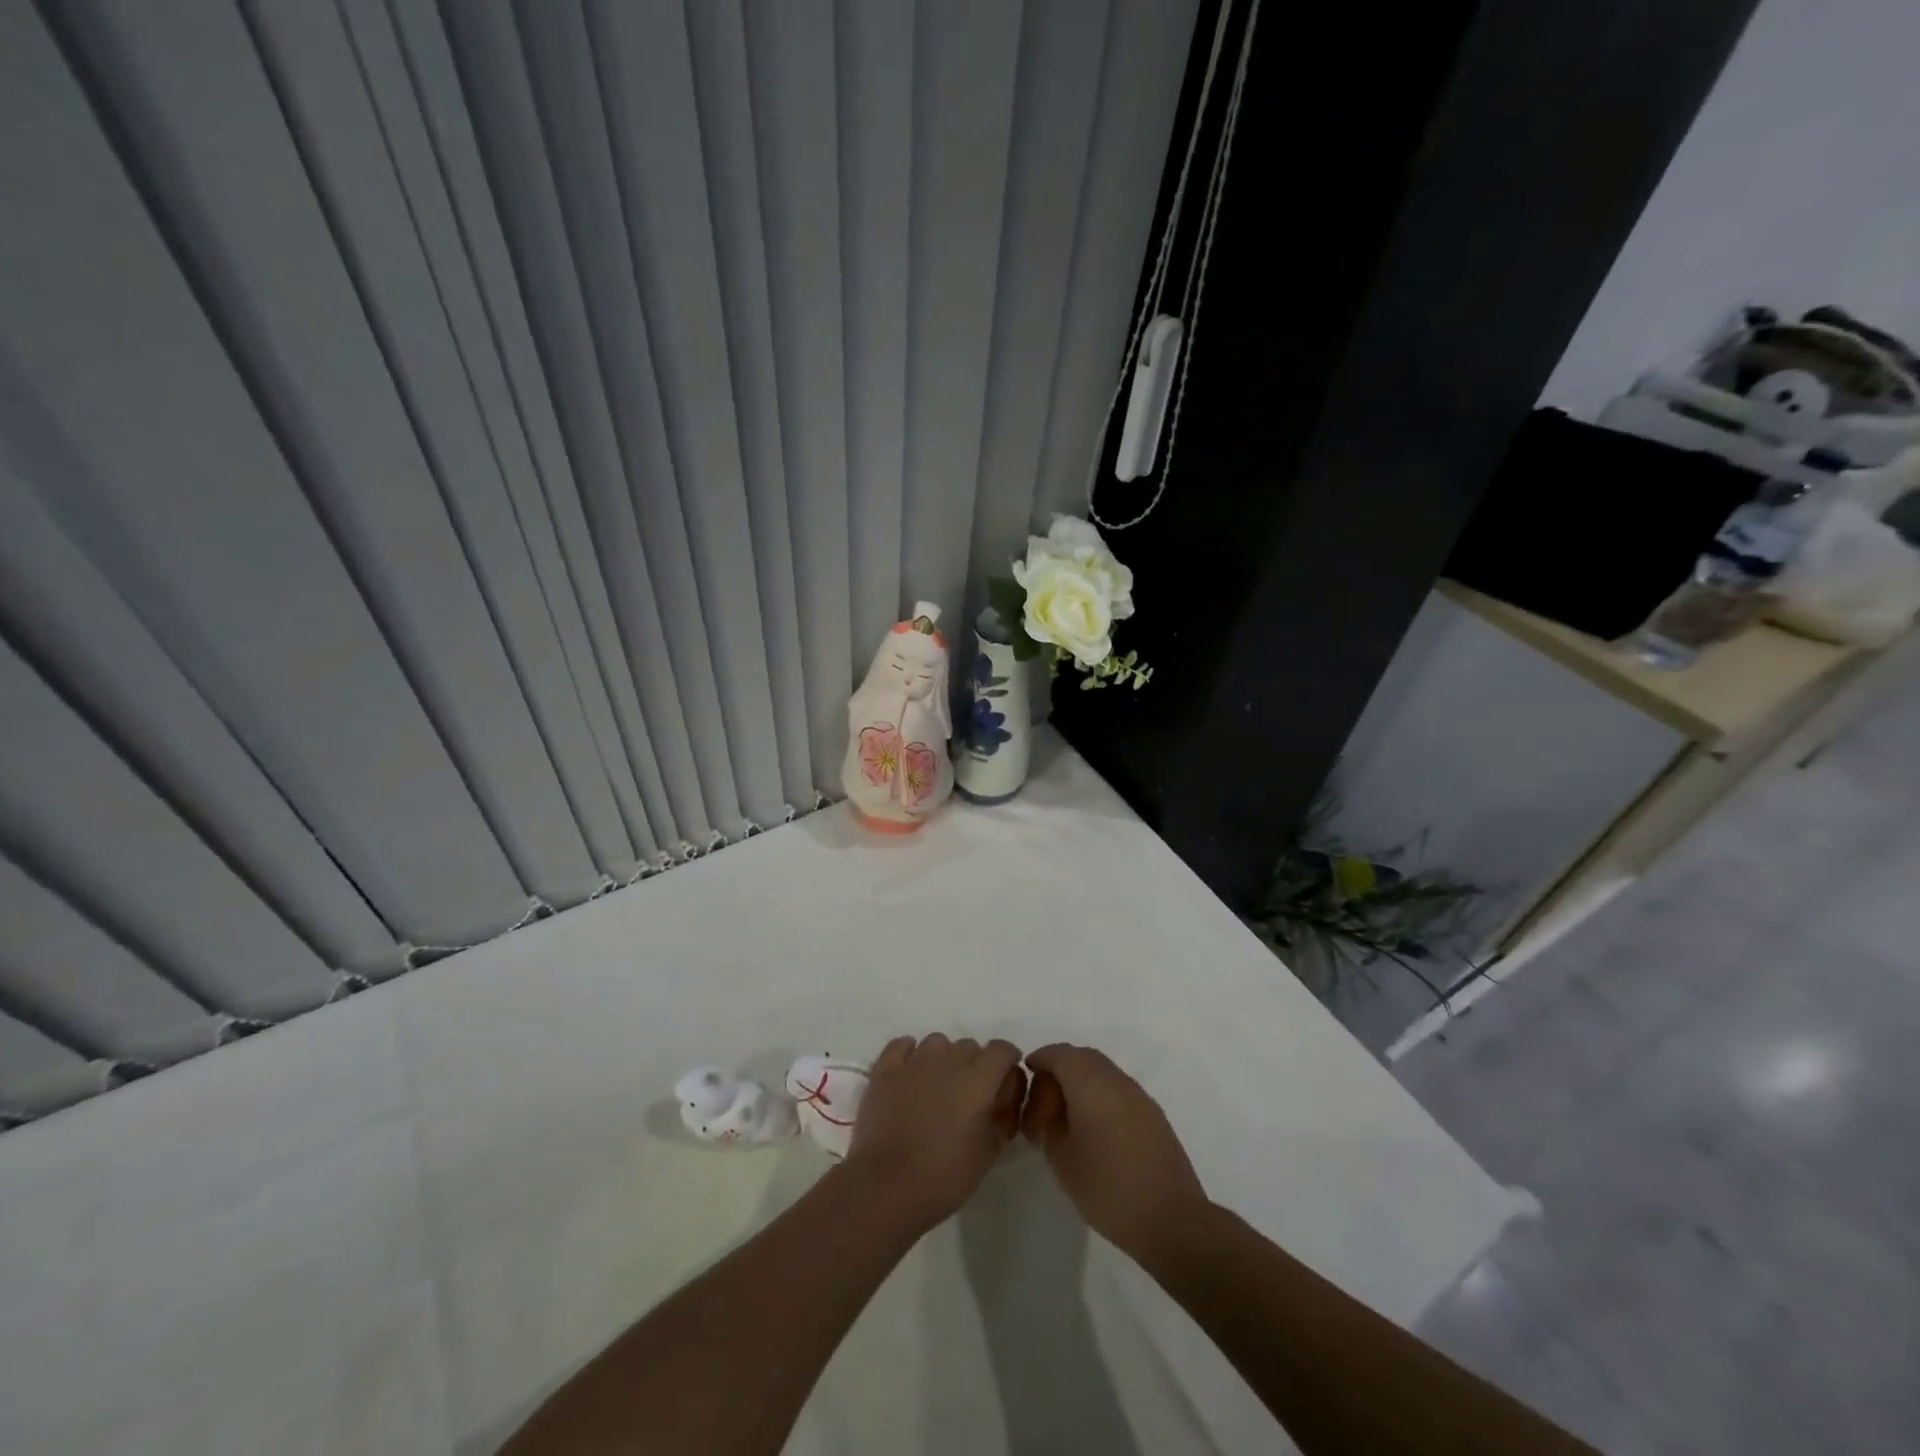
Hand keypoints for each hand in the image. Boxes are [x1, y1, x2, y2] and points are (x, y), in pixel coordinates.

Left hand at [843, 1034, 1026, 1229]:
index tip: (1005, 1078)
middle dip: (976, 1064)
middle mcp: (947, 1060)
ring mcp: (913, 1062)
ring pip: (937, 1043)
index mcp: (977, 1079)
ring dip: (944, 1058)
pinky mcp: (884, 1070)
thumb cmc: (944, 1176)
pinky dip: (910, 1053)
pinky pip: (902, 1045)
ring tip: (939, 1086)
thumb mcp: (989, 1152)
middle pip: (969, 1046)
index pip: (1001, 1050)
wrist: (886, 1187)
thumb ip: (1004, 1116)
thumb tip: (1004, 1096)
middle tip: (970, 1095)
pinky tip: (911, 1073)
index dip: (1008, 1060)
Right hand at [1022, 1044, 1210, 1265]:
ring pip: (1103, 1072)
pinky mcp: (1153, 1115)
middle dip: (1060, 1068)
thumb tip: (1049, 1110)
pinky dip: (1101, 1094)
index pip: (1060, 1054)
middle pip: (1083, 1057)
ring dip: (1082, 1081)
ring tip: (1067, 1114)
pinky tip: (1094, 1126)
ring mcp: (1139, 1096)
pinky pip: (1119, 1089)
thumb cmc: (1107, 1188)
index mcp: (1091, 1083)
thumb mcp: (1061, 1158)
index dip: (1041, 1058)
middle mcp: (1117, 1080)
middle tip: (1044, 1096)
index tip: (1027, 1072)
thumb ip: (1048, 1125)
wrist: (1170, 1219)